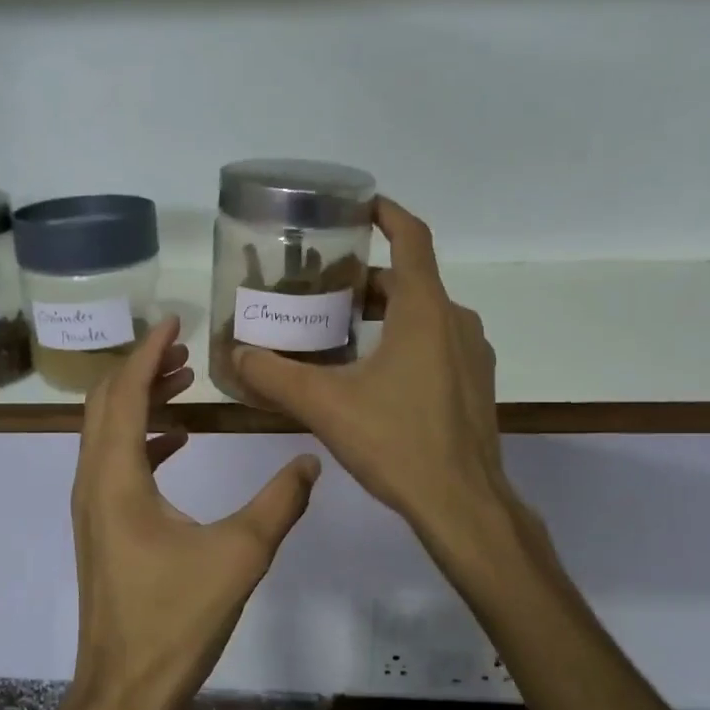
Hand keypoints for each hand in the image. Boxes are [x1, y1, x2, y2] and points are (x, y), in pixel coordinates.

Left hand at [69, 315, 319, 709]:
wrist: (122, 692)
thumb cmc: (174, 621)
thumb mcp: (239, 556)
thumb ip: (279, 503)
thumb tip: (311, 462)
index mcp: (116, 477)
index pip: (125, 392)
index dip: (148, 351)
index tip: (175, 321)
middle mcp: (94, 481)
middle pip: (106, 403)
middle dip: (143, 369)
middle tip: (188, 351)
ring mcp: (92, 506)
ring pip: (107, 431)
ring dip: (140, 401)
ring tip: (186, 384)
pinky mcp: (101, 527)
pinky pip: (114, 462)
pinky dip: (142, 438)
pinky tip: (178, 442)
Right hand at [233, 198, 515, 553]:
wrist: (463, 505)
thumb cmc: (397, 442)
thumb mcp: (326, 405)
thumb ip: (275, 376)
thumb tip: (235, 356)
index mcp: (425, 310)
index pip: (411, 237)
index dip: (386, 213)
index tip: (357, 204)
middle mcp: (455, 322)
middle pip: (408, 280)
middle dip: (364, 278)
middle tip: (320, 287)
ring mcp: (471, 354)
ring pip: (423, 314)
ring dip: (383, 312)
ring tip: (337, 328)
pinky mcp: (474, 385)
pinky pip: (436, 343)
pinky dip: (403, 339)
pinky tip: (370, 372)